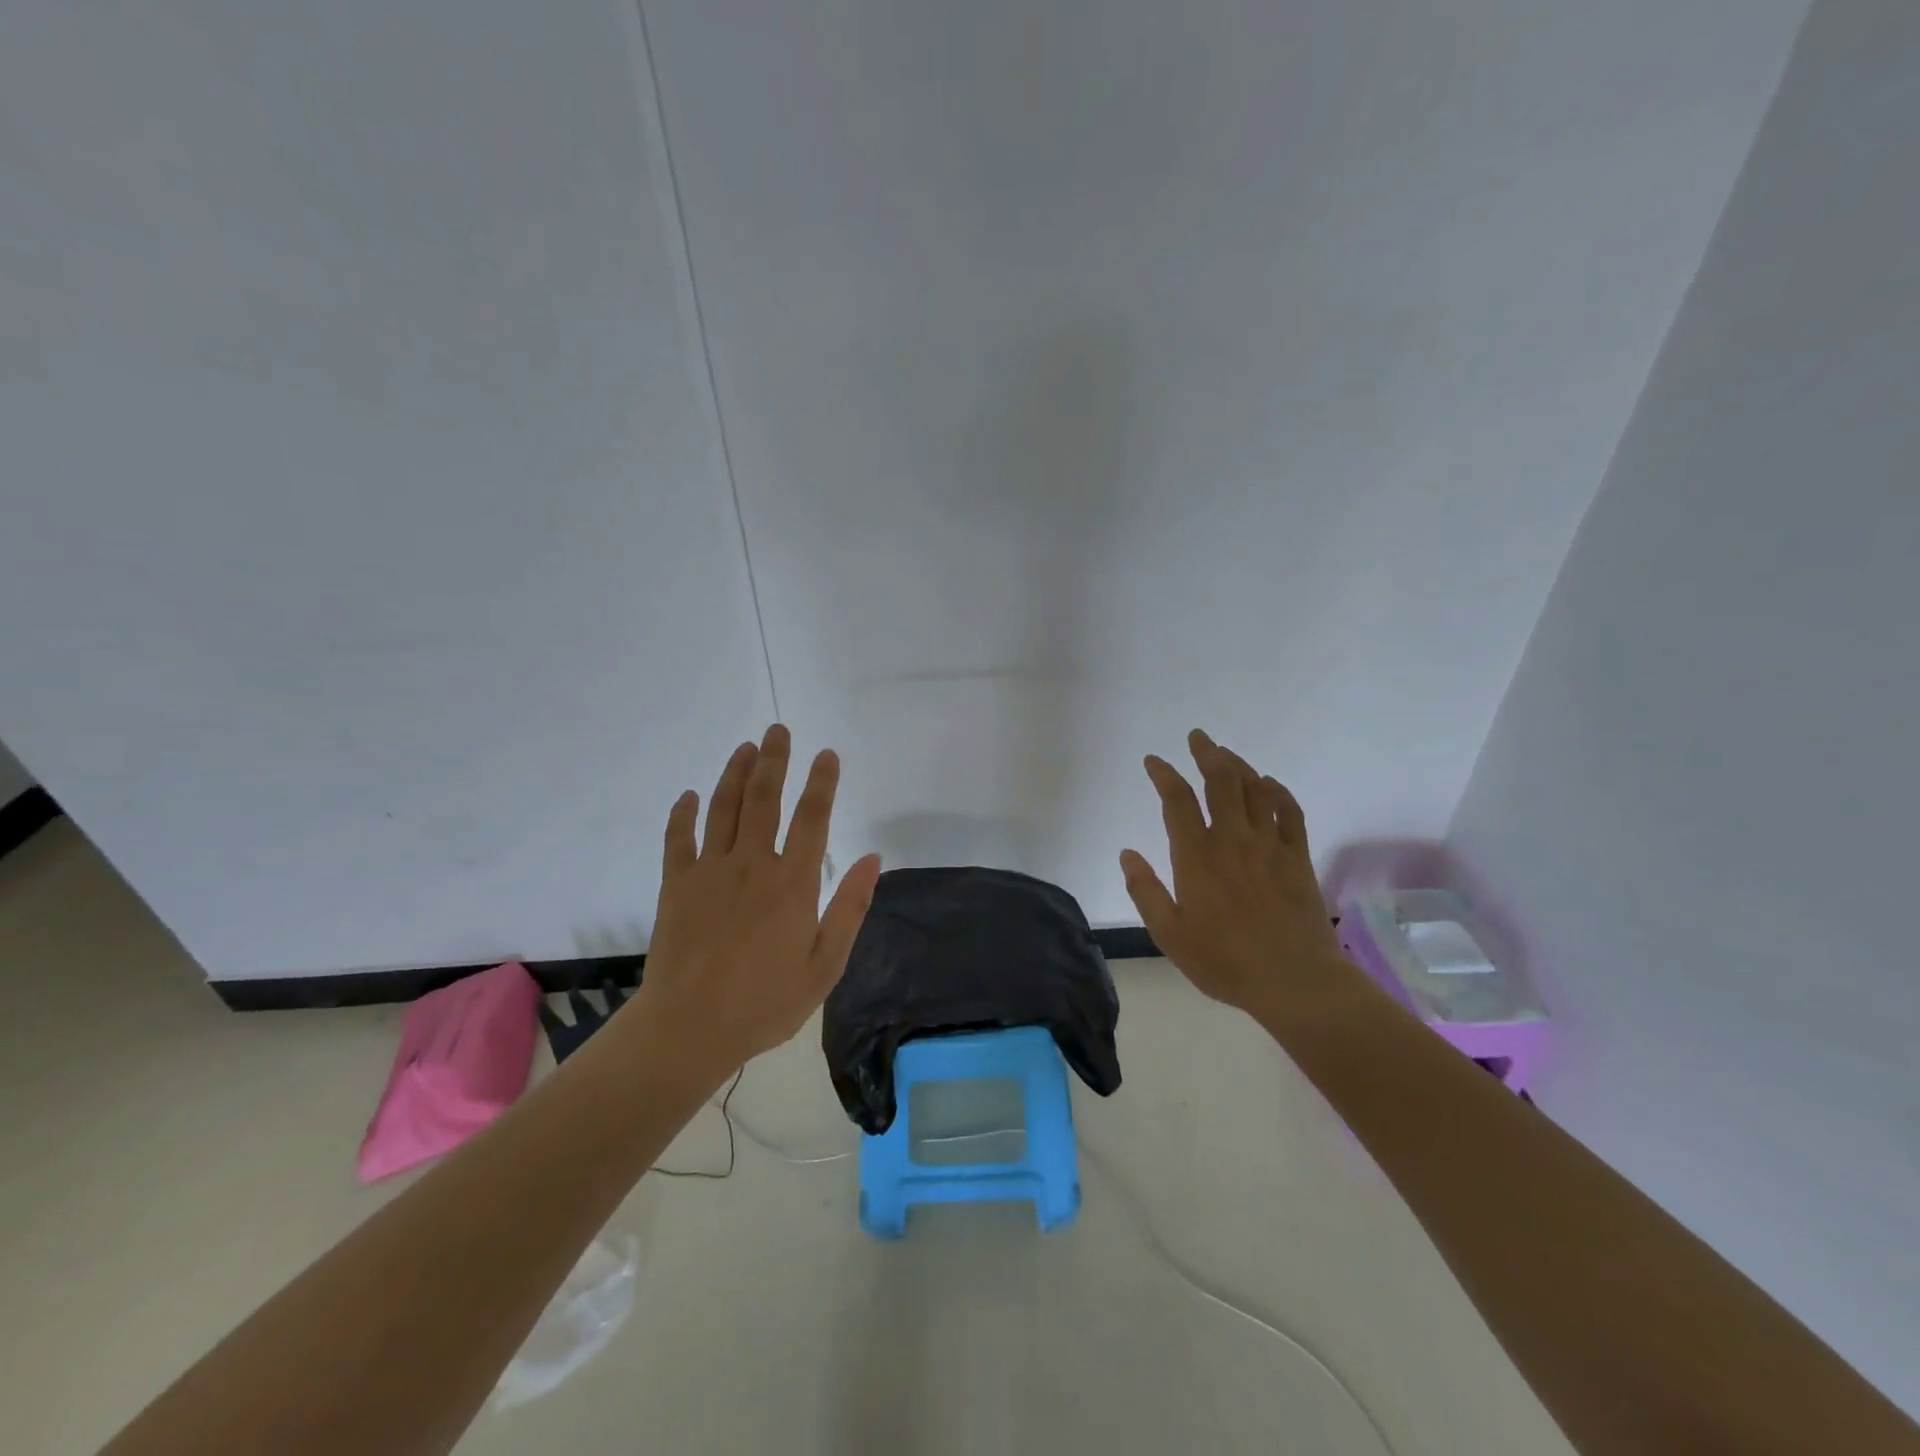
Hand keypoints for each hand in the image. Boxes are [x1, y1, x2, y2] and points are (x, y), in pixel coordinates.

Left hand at [635, 724, 881, 1074]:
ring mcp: (709, 871)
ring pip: (723, 809)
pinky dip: (683, 813)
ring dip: (735, 774)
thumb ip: (849, 908)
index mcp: (792, 883)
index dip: (821, 783)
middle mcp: (752, 865)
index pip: (812, 818)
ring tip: (745, 748)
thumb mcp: (825, 965)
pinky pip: (678, 839)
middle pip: (764, 799)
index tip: (827, 754)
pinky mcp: (675, 885)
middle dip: (774, 761)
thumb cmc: (766, 1002)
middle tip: (778, 730)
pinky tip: (689, 795)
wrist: (690, 1028)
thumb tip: (873, 859)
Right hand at [1120, 730, 1350, 1019]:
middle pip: (1220, 781)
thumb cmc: (1225, 961)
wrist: (1295, 981)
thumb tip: (1127, 853)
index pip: (1176, 800)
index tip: (1154, 761)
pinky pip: (1289, 811)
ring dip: (1239, 765)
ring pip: (1254, 789)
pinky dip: (1277, 791)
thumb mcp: (1170, 934)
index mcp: (1197, 856)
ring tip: (1225, 754)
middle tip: (1198, 737)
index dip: (1164, 774)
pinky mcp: (1297, 856)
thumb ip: (1146, 891)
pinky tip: (1269, 783)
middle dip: (1207, 753)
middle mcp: (1232, 839)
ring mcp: (1269, 844)